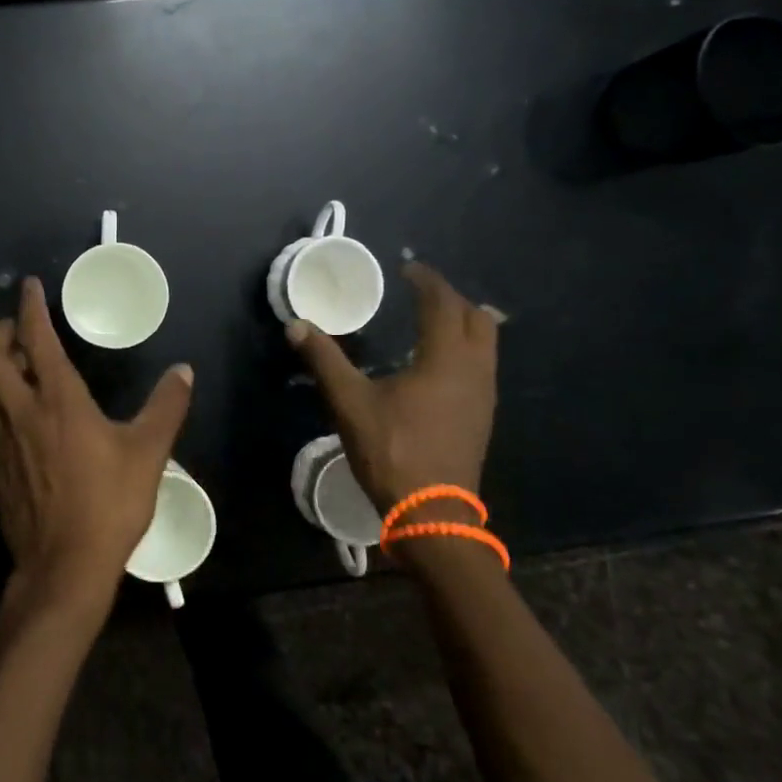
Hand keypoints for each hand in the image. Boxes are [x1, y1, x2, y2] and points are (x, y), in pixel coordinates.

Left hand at [0, 277, 194, 611]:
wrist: (64, 568)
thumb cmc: (108, 503)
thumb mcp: (148, 453)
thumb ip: (166, 407)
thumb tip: (184, 372)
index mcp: (57, 400)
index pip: (35, 339)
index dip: (30, 308)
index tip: (29, 287)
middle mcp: (21, 412)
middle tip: (15, 328)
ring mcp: (1, 443)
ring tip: (16, 365)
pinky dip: (0, 405)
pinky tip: (22, 421)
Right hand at [287, 263, 498, 509]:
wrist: (432, 513)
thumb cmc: (393, 450)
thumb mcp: (350, 402)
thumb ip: (325, 360)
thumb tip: (296, 325)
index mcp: (446, 358)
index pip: (443, 303)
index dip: (426, 280)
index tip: (407, 268)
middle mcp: (474, 369)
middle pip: (476, 318)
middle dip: (450, 298)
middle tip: (420, 292)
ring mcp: (483, 395)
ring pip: (485, 343)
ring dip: (461, 323)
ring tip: (429, 321)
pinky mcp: (482, 416)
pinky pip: (481, 365)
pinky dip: (463, 349)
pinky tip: (435, 364)